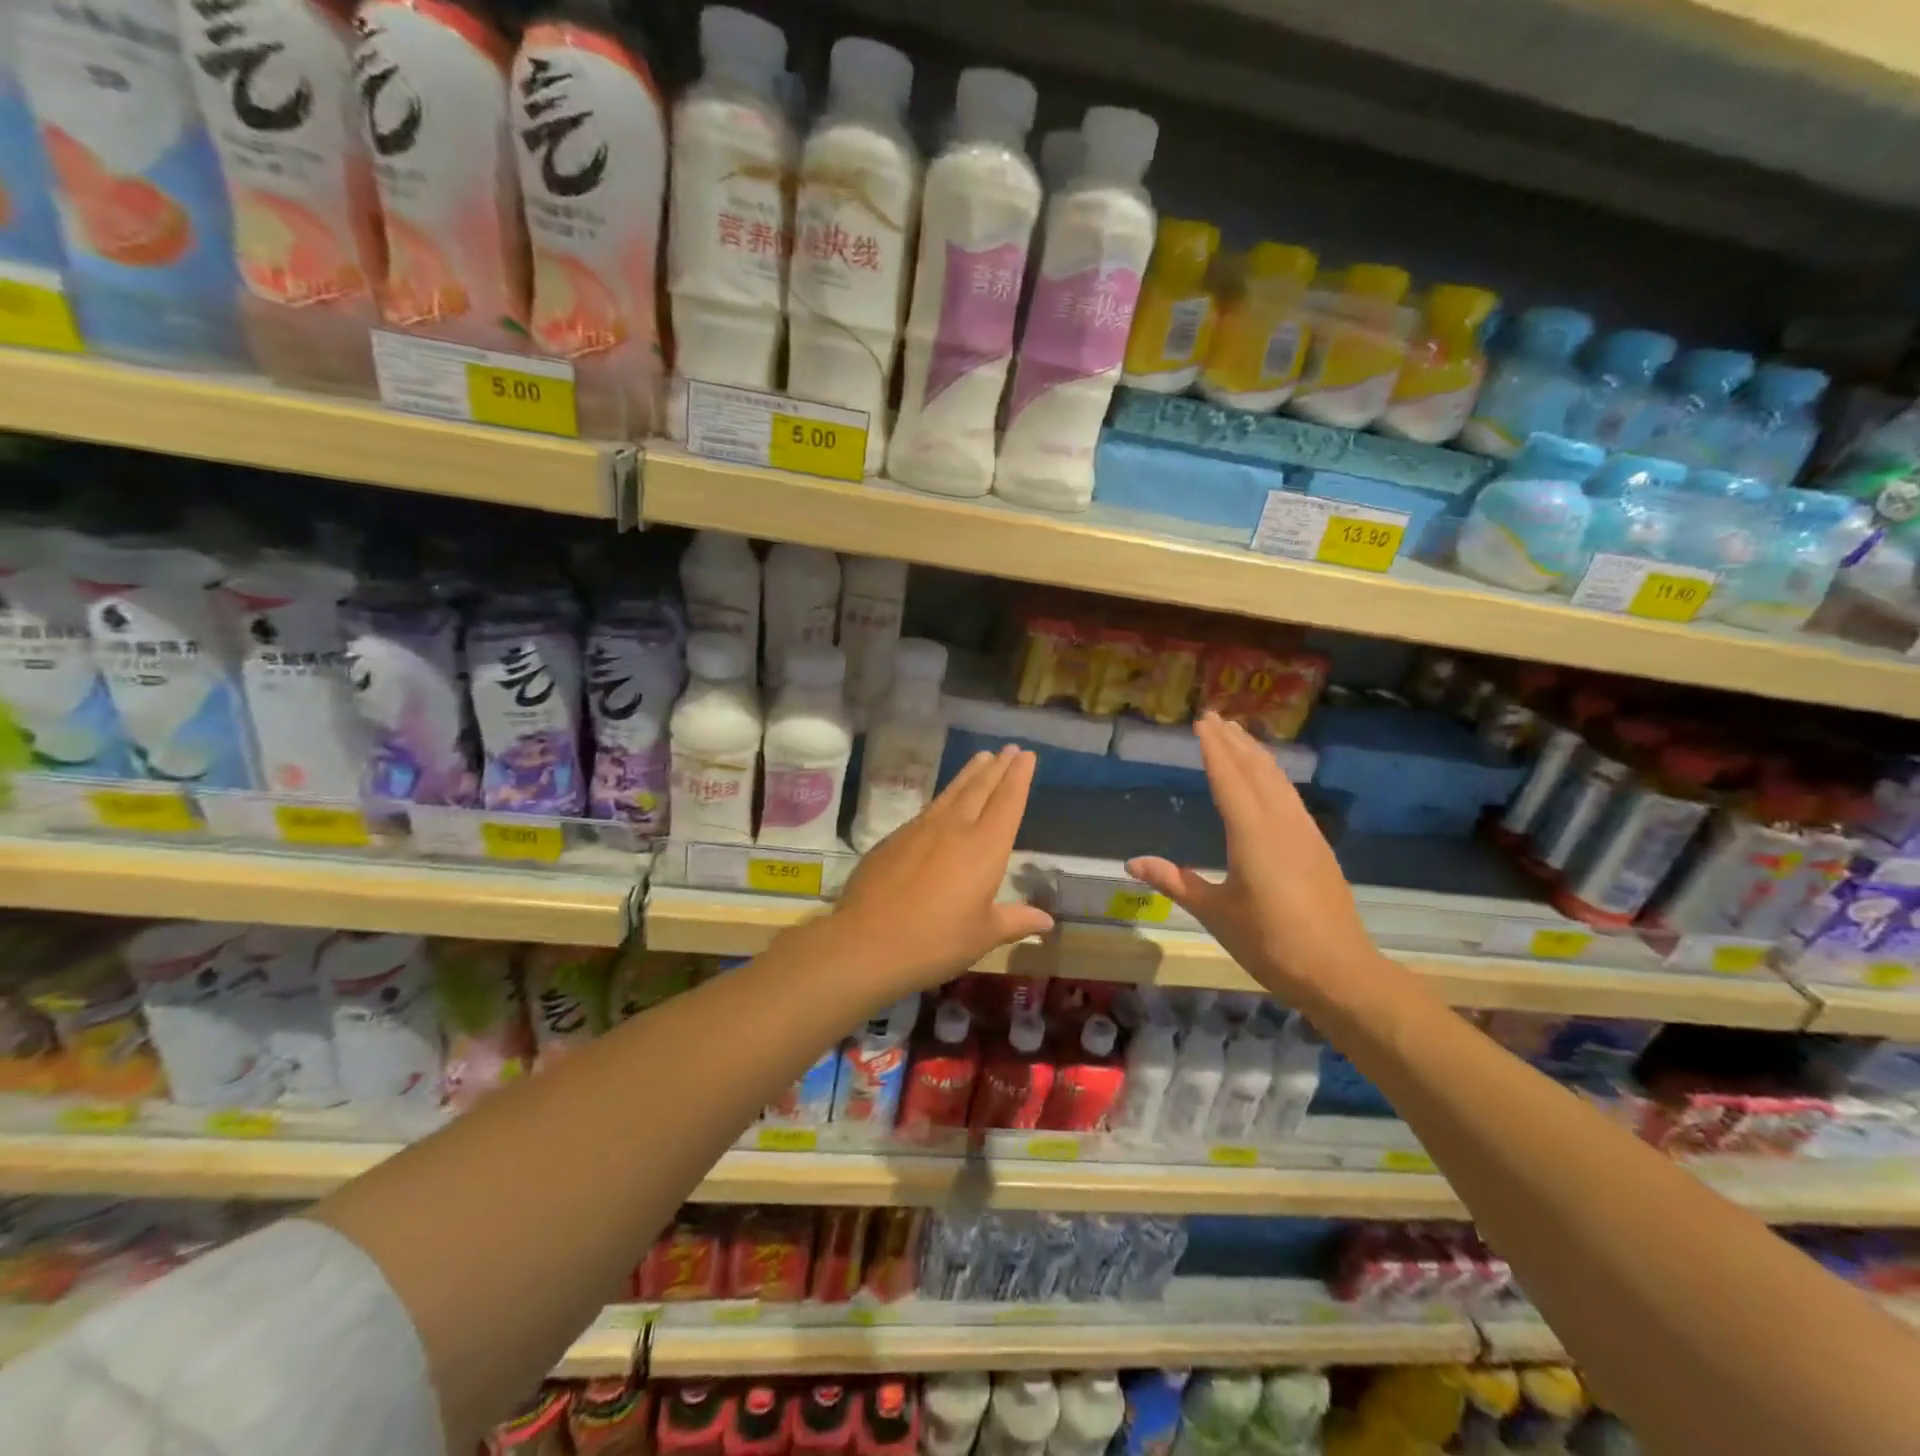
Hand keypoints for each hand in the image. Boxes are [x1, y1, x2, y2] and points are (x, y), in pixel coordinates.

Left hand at [828, 745, 1055, 991]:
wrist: (866, 942)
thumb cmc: (935, 941)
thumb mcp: (982, 936)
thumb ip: (1015, 921)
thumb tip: (1047, 922)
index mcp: (984, 848)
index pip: (1008, 802)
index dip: (1019, 777)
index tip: (1027, 756)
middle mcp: (955, 828)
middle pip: (980, 788)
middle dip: (998, 767)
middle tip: (1010, 749)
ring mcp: (920, 829)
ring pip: (952, 792)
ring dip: (970, 773)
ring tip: (982, 757)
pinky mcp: (894, 837)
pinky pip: (928, 808)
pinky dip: (944, 796)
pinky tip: (944, 800)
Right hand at [1126, 713, 1381, 1013]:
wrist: (1339, 972)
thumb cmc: (1269, 942)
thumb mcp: (1215, 913)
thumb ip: (1176, 882)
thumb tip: (1132, 862)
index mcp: (1252, 834)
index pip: (1229, 778)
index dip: (1214, 748)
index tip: (1202, 720)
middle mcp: (1281, 823)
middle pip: (1257, 770)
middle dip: (1235, 741)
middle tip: (1216, 716)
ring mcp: (1305, 833)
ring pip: (1279, 781)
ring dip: (1257, 754)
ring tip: (1240, 736)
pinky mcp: (1318, 847)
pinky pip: (1291, 797)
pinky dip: (1274, 776)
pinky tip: (1270, 780)